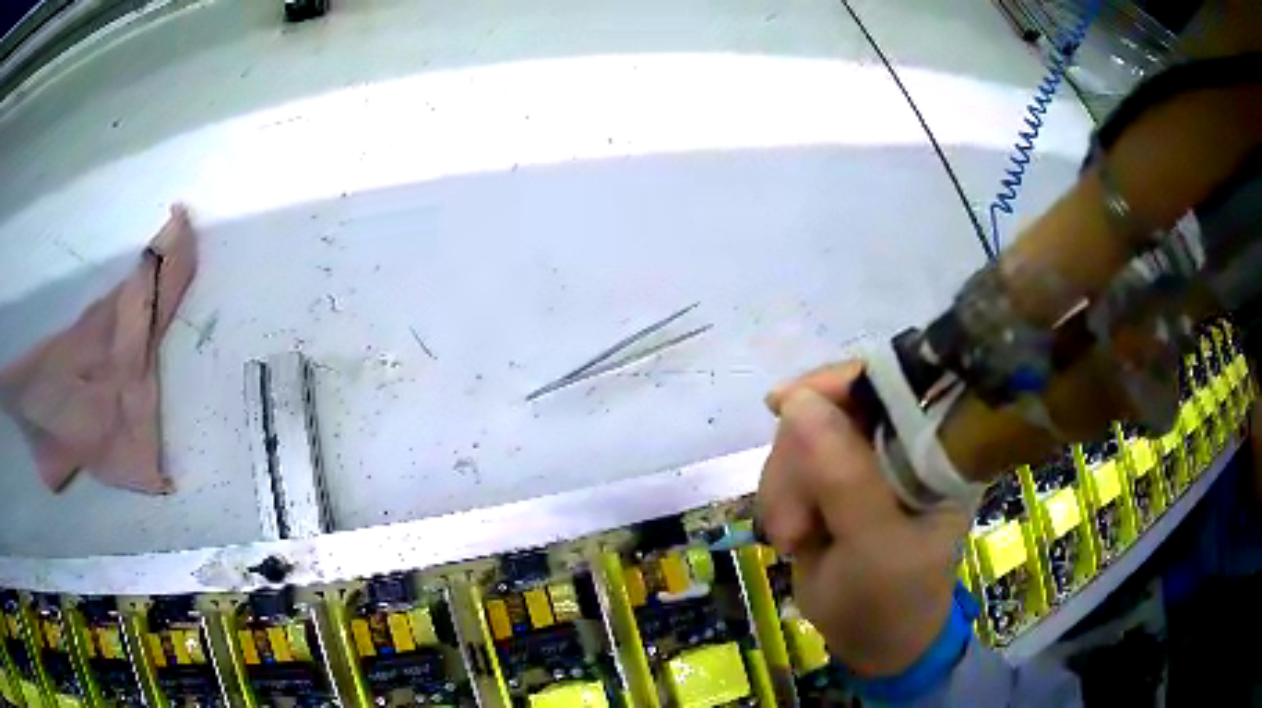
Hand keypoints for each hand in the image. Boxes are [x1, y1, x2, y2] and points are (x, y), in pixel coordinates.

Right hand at [757, 362, 970, 675]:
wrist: (872, 644)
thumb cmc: (891, 601)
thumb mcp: (873, 547)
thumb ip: (844, 478)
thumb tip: (797, 401)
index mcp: (937, 448)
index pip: (895, 381)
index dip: (840, 381)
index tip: (784, 403)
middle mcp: (903, 443)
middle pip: (833, 404)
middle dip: (799, 461)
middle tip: (794, 523)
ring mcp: (866, 461)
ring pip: (802, 434)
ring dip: (784, 485)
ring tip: (793, 538)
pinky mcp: (833, 482)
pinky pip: (787, 463)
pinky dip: (777, 497)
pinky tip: (790, 535)